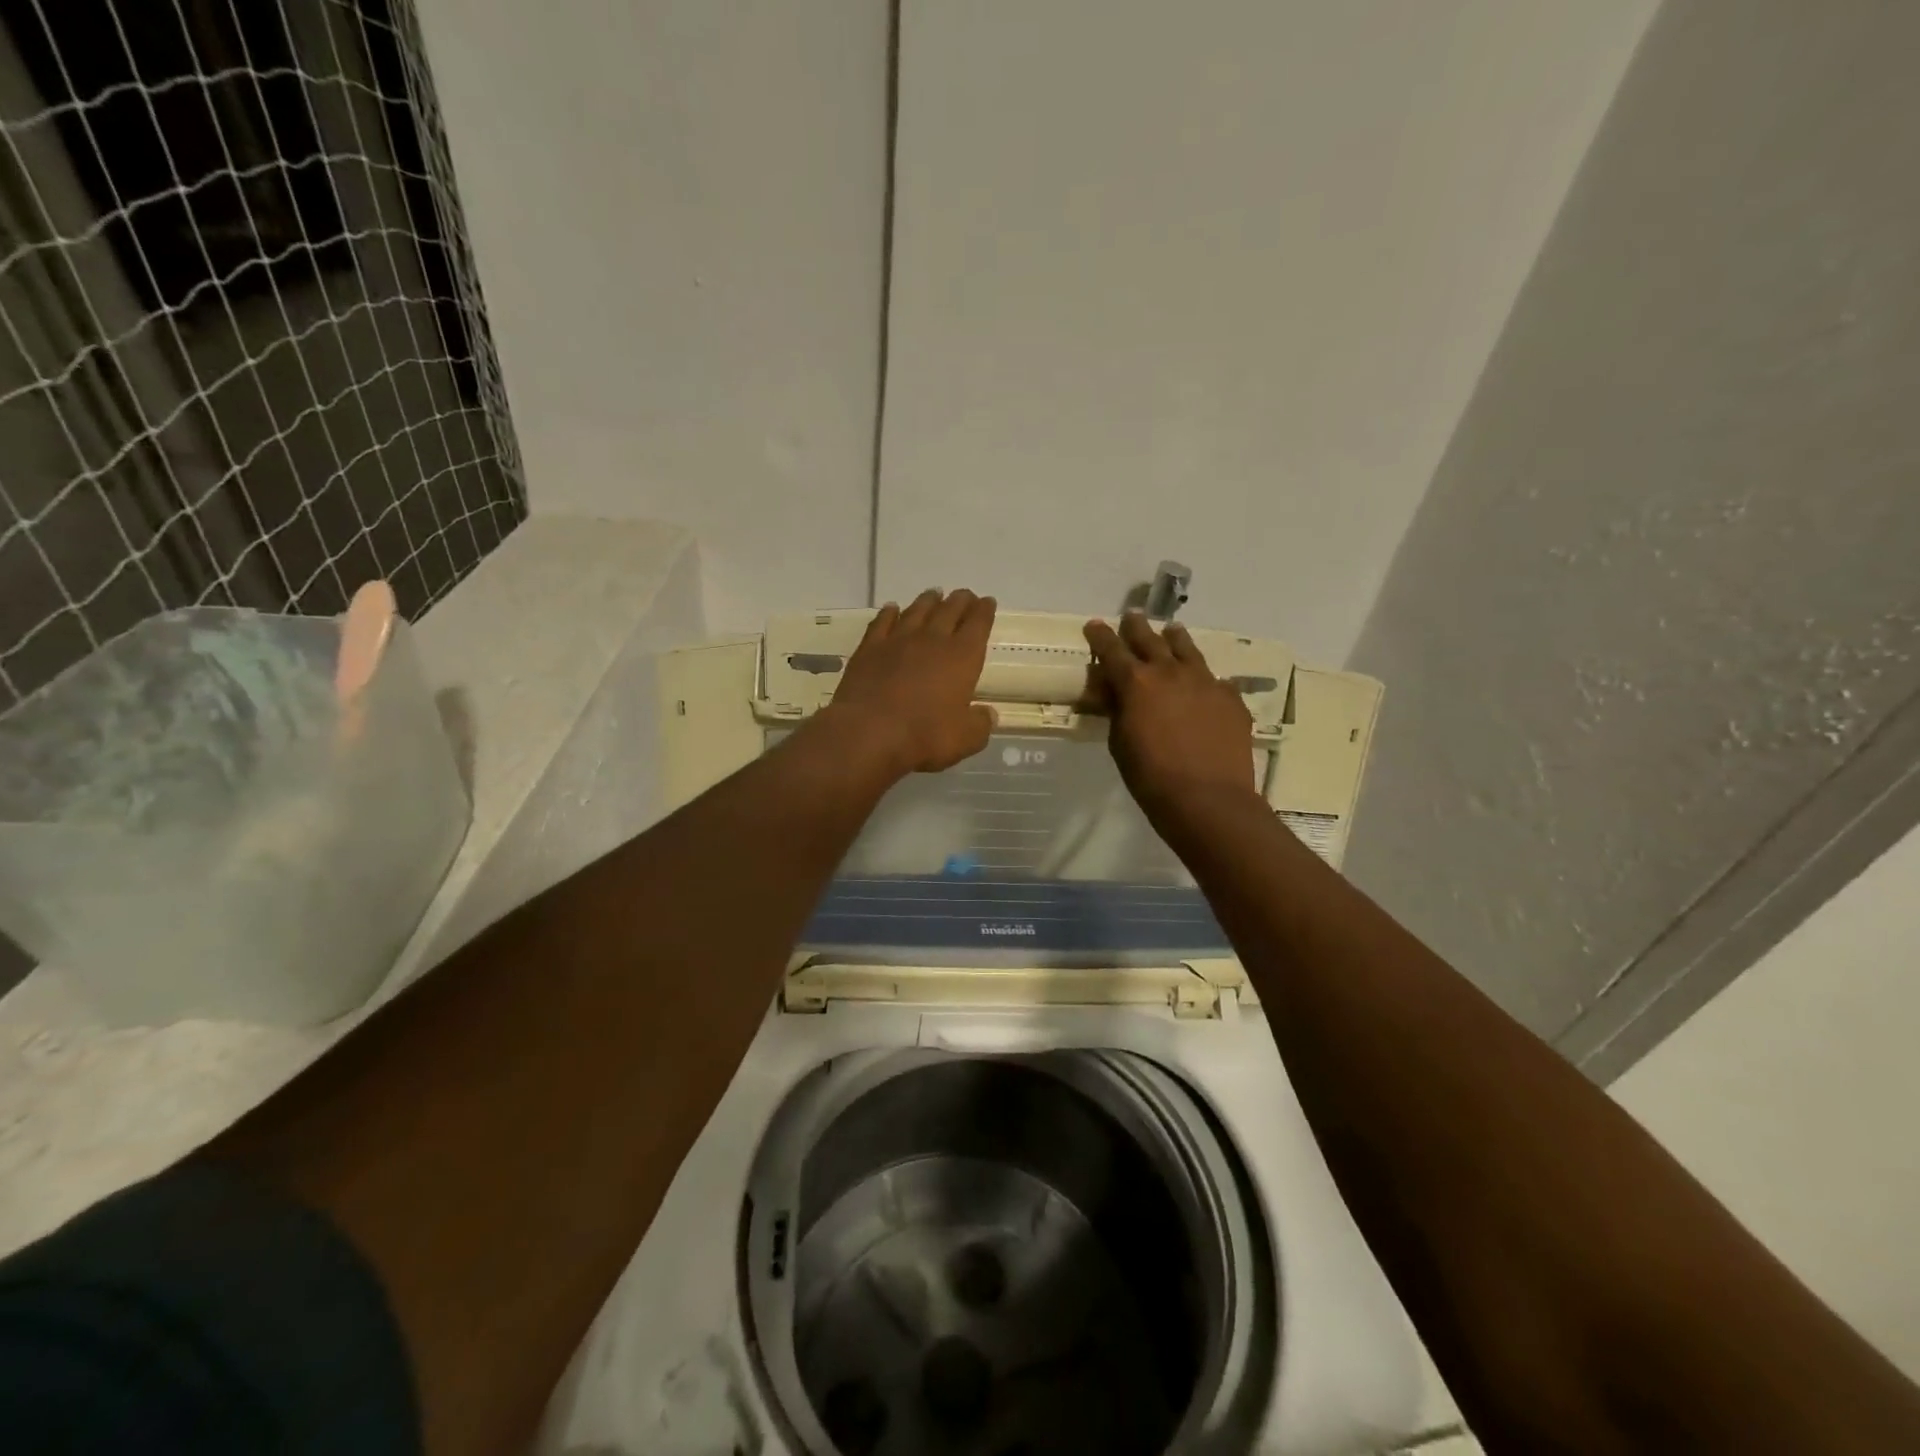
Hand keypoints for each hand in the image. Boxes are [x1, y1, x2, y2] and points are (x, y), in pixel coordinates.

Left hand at [822, 589, 997, 775]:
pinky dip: (889, 613)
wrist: (869, 732)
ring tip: (934, 594)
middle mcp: (932, 640)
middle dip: (960, 601)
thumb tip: (987, 715)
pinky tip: (892, 608)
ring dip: (928, 601)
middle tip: (965, 595)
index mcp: (962, 657)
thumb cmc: (924, 736)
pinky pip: (882, 622)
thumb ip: (980, 724)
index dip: (984, 611)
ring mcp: (898, 640)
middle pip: (949, 610)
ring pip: (917, 611)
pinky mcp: (869, 648)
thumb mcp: (965, 739)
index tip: (987, 602)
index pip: (978, 624)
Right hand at [1085, 612, 1256, 816]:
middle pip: (1150, 639)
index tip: (1094, 625)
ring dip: (1174, 639)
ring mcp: (1205, 682)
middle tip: (1131, 618)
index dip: (1100, 636)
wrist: (1208, 799)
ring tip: (1171, 631)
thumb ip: (1117, 711)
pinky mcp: (1231, 698)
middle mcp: (1170, 672)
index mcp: (1136, 683)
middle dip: (1136, 627)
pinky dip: (1204, 678)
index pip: (1111, 650)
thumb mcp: (1120, 744)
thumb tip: (1113, 693)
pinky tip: (1205, 684)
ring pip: (1187, 649)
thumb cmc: (1151, 777)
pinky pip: (1215, 679)